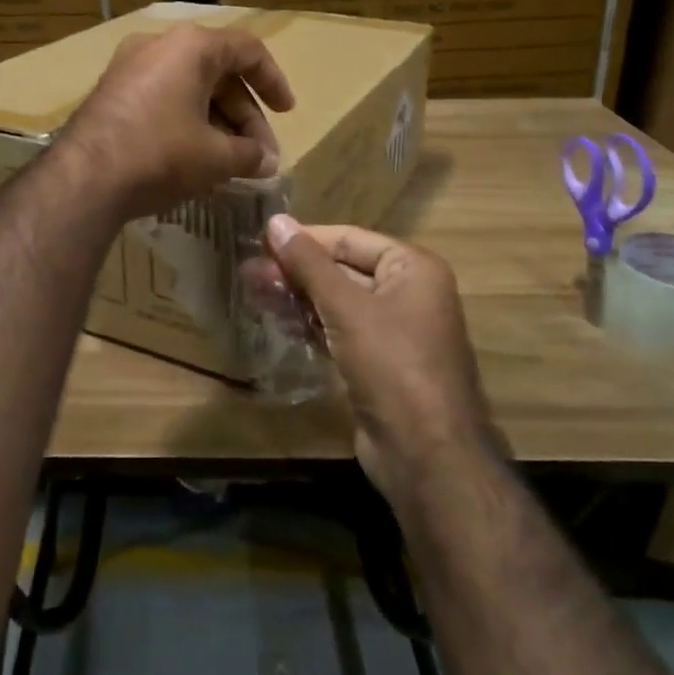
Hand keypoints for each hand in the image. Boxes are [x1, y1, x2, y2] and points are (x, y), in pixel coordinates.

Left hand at [63, 24, 294, 219]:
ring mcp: (129, 67)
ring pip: (188, 87)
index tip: (286, 112)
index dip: (273, 81)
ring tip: (232, 162)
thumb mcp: (215, 157)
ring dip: (216, 121)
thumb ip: (249, 155)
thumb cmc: (161, 154)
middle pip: (217, 72)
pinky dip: (186, 121)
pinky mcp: (111, 92)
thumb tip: (267, 162)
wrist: (84, 178)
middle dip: (243, 115)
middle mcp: (158, 45)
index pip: (247, 50)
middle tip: (259, 154)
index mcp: (191, 46)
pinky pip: (162, 98)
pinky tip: (196, 157)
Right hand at [264, 217, 498, 506]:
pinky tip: (278, 321)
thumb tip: (276, 220)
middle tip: (248, 271)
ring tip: (253, 291)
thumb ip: (309, 263)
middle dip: (295, 270)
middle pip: (342, 270)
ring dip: (297, 297)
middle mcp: (406, 293)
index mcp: (412, 268)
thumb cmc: (392, 364)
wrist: (425, 453)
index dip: (304, 238)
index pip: (349, 238)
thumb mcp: (347, 307)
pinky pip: (338, 331)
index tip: (259, 240)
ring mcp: (392, 331)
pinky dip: (310, 324)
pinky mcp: (377, 363)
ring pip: (336, 302)